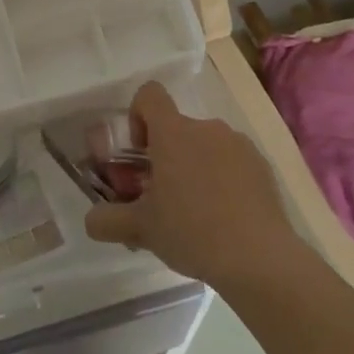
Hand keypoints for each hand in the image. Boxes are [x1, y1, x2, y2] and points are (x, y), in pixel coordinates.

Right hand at [83, 82, 304, 293]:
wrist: (260, 259)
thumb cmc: (192, 231)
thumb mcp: (141, 229)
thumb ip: (108, 220)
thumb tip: (91, 220)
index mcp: (174, 132)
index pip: (149, 94)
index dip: (137, 116)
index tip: (139, 153)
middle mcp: (207, 128)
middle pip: (177, 129)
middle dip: (165, 157)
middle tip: (162, 198)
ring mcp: (239, 145)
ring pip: (205, 147)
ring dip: (195, 168)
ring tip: (195, 215)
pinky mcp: (262, 167)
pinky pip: (232, 163)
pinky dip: (223, 181)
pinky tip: (224, 219)